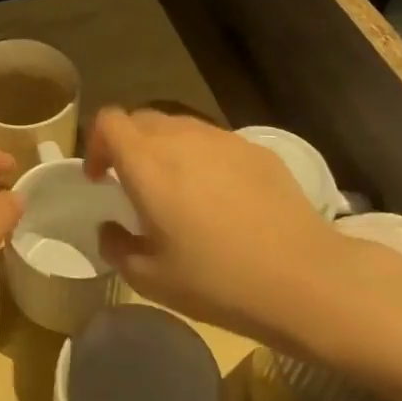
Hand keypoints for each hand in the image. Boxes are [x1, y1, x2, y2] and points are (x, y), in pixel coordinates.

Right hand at [84, 107, 349, 346]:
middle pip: (141, 119)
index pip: (109, 121)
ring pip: (179, 127)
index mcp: (148, 164)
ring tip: (177, 189)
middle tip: (134, 184)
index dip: (96, 143)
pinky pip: (214, 141)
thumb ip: (117, 247)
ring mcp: (222, 139)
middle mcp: (181, 139)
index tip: (101, 178)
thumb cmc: (218, 281)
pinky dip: (202, 157)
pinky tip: (220, 197)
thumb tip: (110, 228)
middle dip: (128, 144)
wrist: (305, 279)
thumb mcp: (151, 279)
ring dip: (165, 149)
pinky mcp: (256, 150)